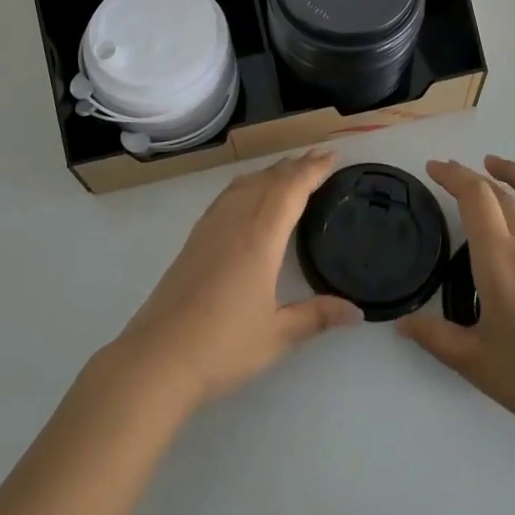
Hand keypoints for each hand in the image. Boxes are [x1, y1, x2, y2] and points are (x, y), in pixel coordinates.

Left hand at [111, 150, 361, 412]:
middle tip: (319, 157)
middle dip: (295, 166)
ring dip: (270, 172)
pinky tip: (247, 193)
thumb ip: (317, 316)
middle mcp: (235, 222)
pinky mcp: (194, 239)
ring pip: (245, 184)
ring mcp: (210, 228)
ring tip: (288, 169)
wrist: (157, 358)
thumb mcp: (278, 335)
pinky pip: (227, 196)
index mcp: (260, 237)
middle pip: (268, 180)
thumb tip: (357, 313)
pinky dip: (247, 184)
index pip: (291, 190)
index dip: (313, 170)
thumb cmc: (223, 346)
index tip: (332, 156)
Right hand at [400, 156, 514, 447]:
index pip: (474, 197)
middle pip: (501, 192)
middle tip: (452, 175)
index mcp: (499, 258)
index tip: (434, 168)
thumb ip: (435, 337)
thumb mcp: (474, 362)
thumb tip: (401, 324)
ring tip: (497, 166)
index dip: (453, 175)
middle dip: (473, 176)